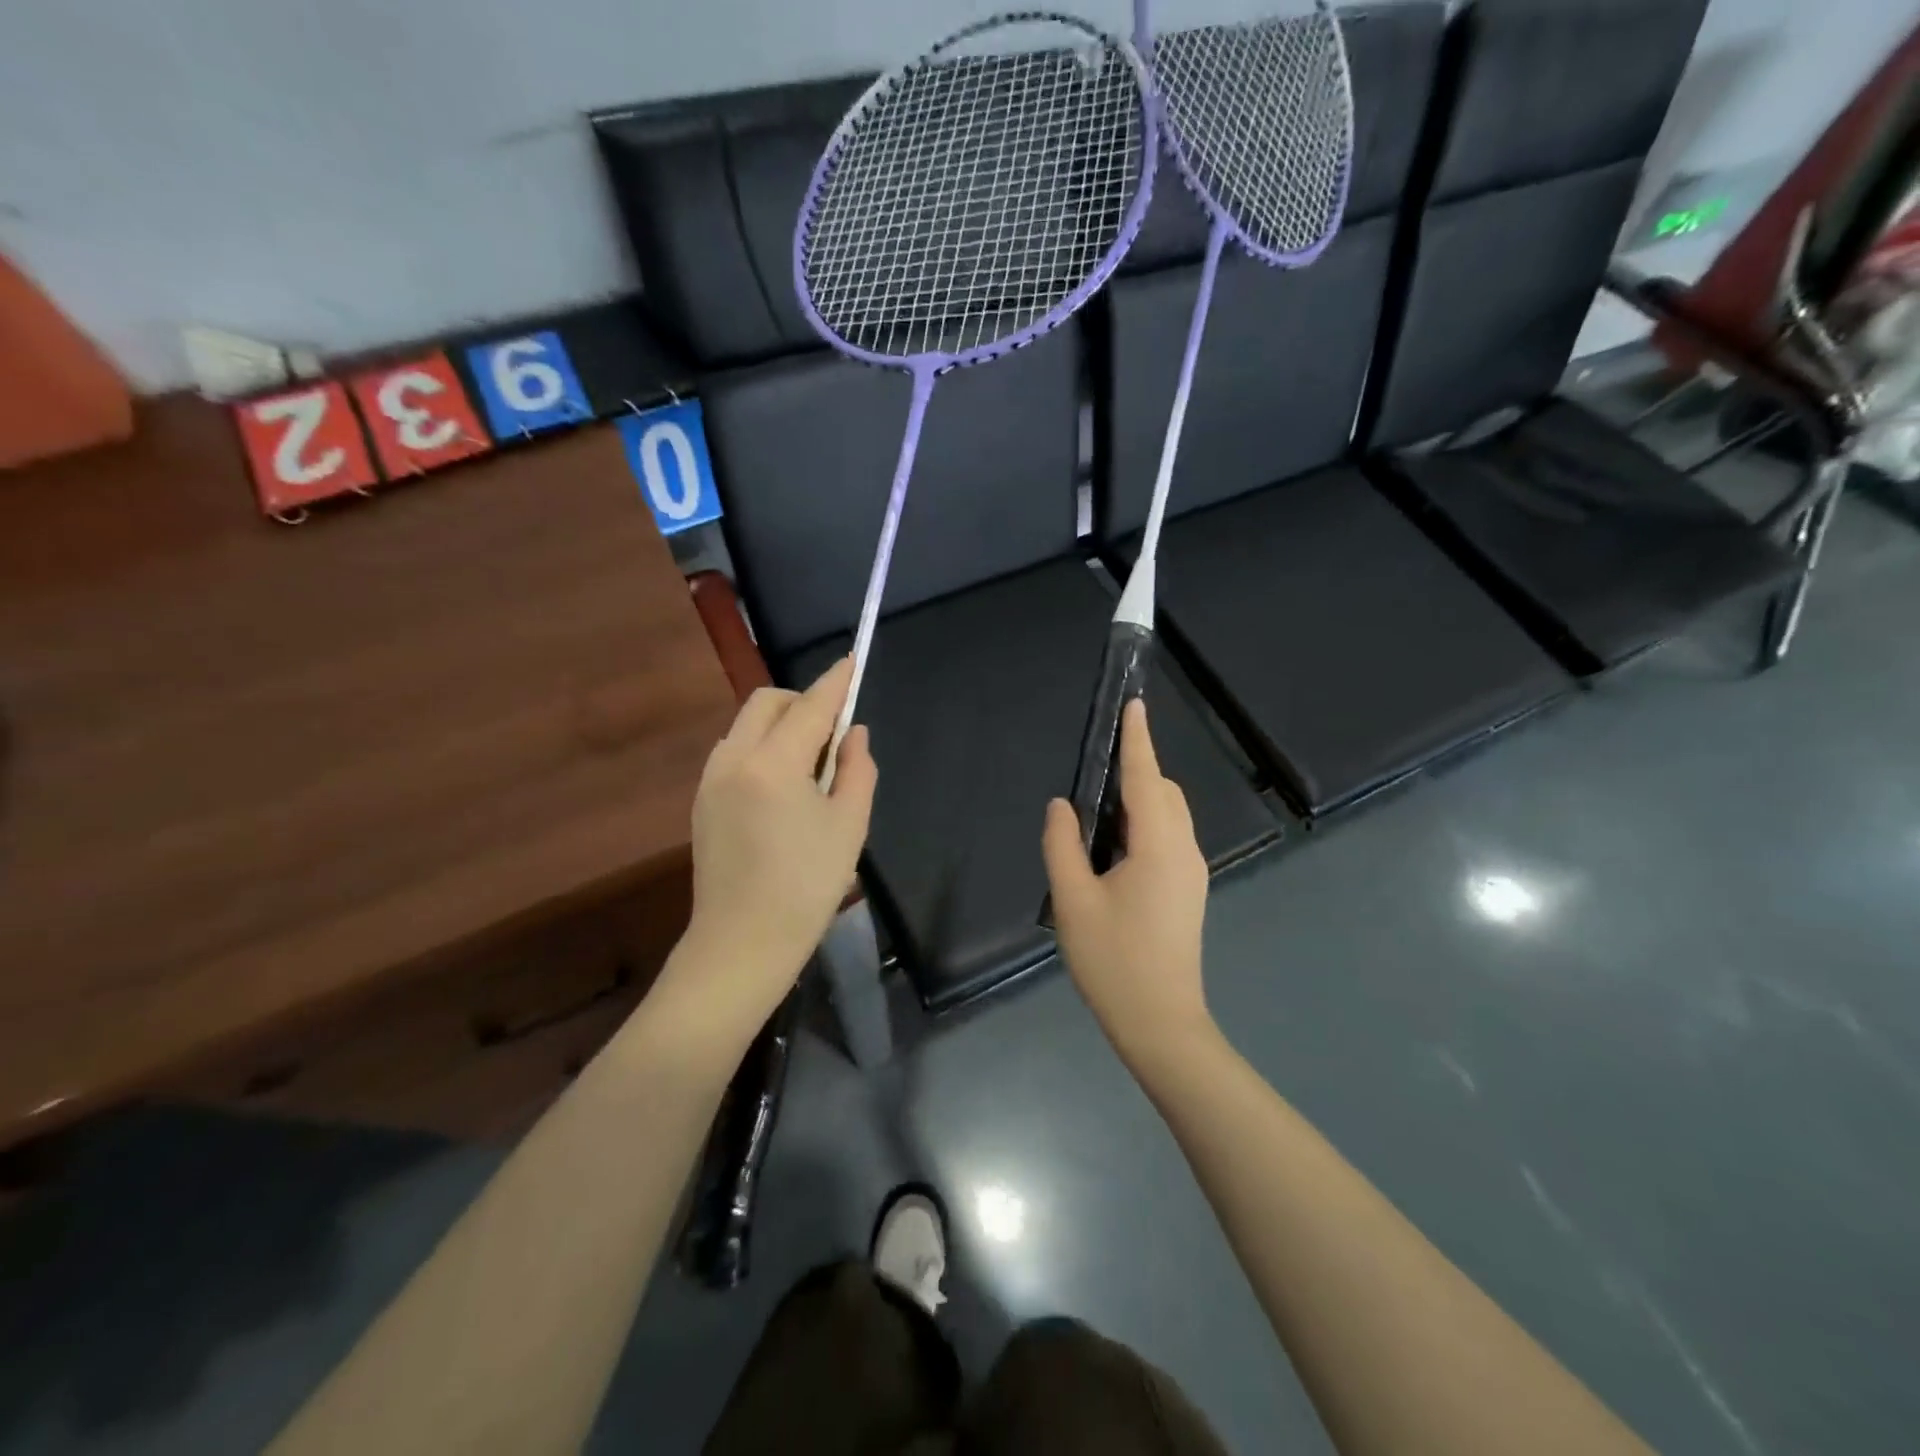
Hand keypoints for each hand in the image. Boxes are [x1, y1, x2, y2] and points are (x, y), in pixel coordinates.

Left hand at [677, 657, 875, 1028]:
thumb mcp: (850, 826)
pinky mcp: (701, 800)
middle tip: (834, 734)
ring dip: (781, 725)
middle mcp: (734, 759)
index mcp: (774, 764)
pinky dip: (763, 748)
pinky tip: (783, 788)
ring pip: (747, 725)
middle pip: (768, 702)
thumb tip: (853, 733)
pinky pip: (735, 752)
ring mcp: (710, 779)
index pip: (810, 706)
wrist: (742, 943)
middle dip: (803, 701)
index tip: (852, 660)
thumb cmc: (807, 887)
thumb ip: (858, 769)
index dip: (835, 682)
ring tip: (811, 766)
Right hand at [1042, 699, 1211, 1063]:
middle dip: (1136, 770)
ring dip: (1140, 799)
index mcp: (1158, 846)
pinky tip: (1113, 847)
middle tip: (1094, 773)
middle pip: (1163, 792)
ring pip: (1169, 815)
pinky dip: (1144, 824)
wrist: (1161, 1023)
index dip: (1138, 740)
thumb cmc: (1113, 961)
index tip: (1133, 705)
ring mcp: (1190, 872)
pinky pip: (1168, 838)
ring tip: (1097, 812)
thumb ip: (1062, 845)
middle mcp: (1183, 850)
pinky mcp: (1187, 890)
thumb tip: (1062, 806)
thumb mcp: (1073, 901)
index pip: (1146, 778)